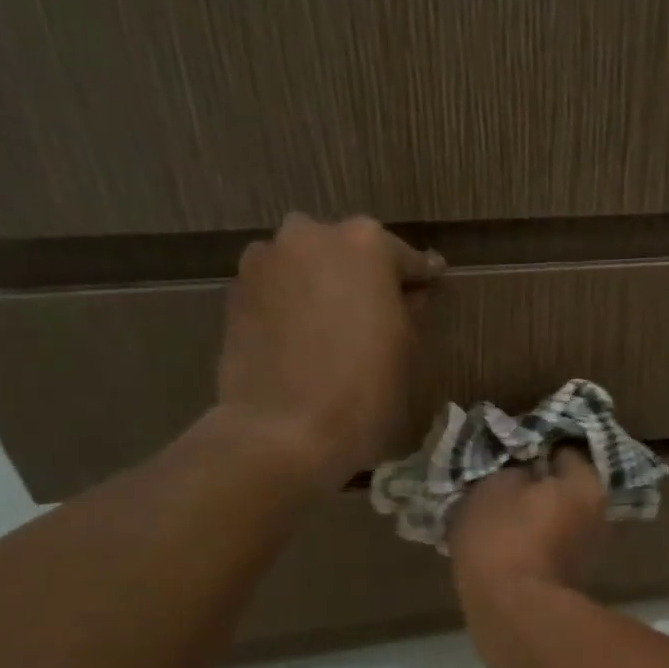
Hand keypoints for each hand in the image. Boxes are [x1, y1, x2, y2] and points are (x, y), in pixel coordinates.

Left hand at [211, 214, 441, 488]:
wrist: (282, 431)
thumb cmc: (364, 390)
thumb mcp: (406, 349)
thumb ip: (409, 309)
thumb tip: (408, 296)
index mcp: (366, 244)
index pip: (406, 258)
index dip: (420, 277)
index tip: (432, 283)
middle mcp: (312, 236)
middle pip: (349, 252)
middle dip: (366, 276)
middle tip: (382, 309)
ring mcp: (266, 260)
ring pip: (308, 266)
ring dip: (325, 286)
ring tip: (338, 324)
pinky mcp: (236, 291)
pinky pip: (279, 289)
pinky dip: (295, 304)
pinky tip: (307, 336)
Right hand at [450, 449, 608, 599]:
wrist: (512, 613)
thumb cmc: (504, 537)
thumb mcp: (494, 486)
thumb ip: (512, 469)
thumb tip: (523, 471)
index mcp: (586, 484)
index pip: (564, 450)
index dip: (534, 446)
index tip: (509, 450)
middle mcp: (599, 514)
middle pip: (564, 486)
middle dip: (537, 483)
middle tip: (501, 481)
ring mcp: (589, 550)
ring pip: (556, 518)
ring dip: (533, 515)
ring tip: (496, 514)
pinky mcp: (572, 579)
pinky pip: (549, 546)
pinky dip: (531, 542)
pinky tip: (503, 544)